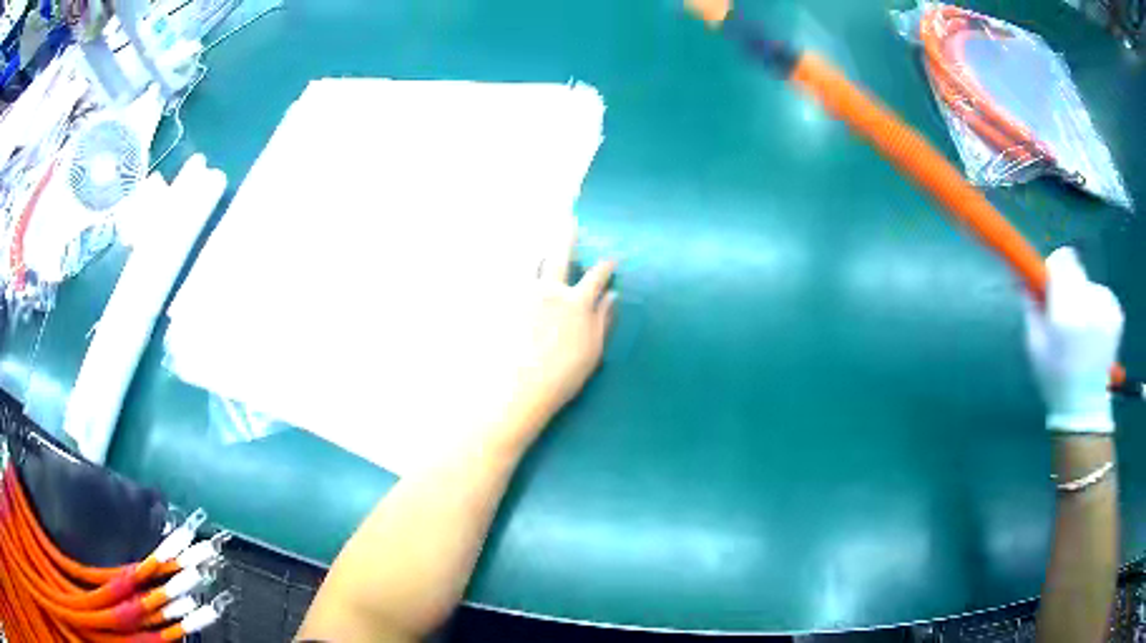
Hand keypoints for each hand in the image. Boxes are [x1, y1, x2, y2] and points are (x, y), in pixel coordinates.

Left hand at [508, 216, 616, 422]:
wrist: (520, 387)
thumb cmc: (563, 374)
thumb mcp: (592, 350)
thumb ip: (603, 320)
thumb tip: (611, 297)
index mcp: (578, 303)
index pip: (597, 276)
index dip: (606, 266)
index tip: (610, 258)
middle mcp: (552, 291)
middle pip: (561, 257)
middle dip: (567, 237)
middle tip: (569, 220)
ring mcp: (526, 296)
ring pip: (533, 264)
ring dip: (540, 251)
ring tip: (541, 242)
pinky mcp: (505, 304)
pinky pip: (511, 280)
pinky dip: (515, 271)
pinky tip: (512, 267)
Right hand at [1025, 247, 1122, 433]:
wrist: (1084, 407)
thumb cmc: (1055, 378)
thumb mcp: (1035, 344)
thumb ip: (1031, 305)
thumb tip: (1025, 277)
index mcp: (1067, 312)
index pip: (1062, 260)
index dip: (1054, 269)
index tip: (1050, 286)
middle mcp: (1090, 303)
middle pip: (1076, 270)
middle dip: (1068, 286)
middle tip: (1066, 314)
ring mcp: (1107, 308)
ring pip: (1088, 284)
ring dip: (1083, 299)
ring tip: (1081, 331)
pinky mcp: (1117, 312)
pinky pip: (1101, 295)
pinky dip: (1096, 308)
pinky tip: (1094, 334)